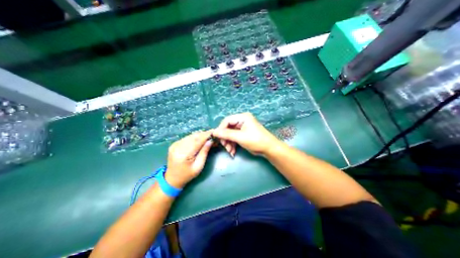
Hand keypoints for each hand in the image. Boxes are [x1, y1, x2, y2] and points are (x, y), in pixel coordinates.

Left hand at [165, 130, 213, 188]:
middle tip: (212, 134)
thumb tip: (210, 141)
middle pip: (194, 137)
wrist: (172, 178)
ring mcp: (175, 144)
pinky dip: (194, 137)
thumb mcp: (199, 166)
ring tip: (208, 136)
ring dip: (200, 135)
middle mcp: (178, 147)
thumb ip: (204, 152)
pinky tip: (200, 139)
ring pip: (190, 136)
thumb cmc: (187, 175)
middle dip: (204, 134)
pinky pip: (187, 138)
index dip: (206, 135)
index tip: (214, 132)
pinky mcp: (174, 144)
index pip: (197, 141)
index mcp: (184, 154)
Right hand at [211, 113, 279, 156]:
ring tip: (230, 151)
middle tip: (224, 146)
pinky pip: (234, 138)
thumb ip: (226, 134)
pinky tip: (232, 152)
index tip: (216, 138)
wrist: (269, 149)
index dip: (220, 129)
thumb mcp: (240, 137)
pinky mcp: (243, 134)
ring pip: (230, 134)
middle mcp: (242, 120)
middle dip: (225, 138)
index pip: (227, 120)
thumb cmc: (256, 140)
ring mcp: (243, 127)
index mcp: (242, 117)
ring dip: (228, 143)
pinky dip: (232, 144)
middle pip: (228, 128)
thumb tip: (214, 132)